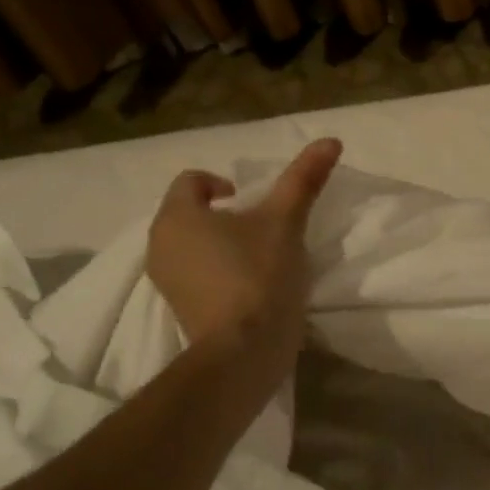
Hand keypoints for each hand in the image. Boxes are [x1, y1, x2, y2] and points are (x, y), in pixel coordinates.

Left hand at [146, 138, 342, 375]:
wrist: (244, 349)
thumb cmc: (259, 274)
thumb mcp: (286, 221)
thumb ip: (304, 178)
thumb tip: (330, 140)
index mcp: (177, 216)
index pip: (190, 180)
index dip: (221, 182)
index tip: (249, 199)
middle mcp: (159, 244)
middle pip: (188, 212)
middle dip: (221, 213)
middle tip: (259, 225)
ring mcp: (165, 280)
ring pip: (190, 244)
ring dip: (218, 242)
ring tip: (255, 254)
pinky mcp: (177, 307)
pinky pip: (192, 272)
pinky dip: (214, 269)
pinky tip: (246, 283)